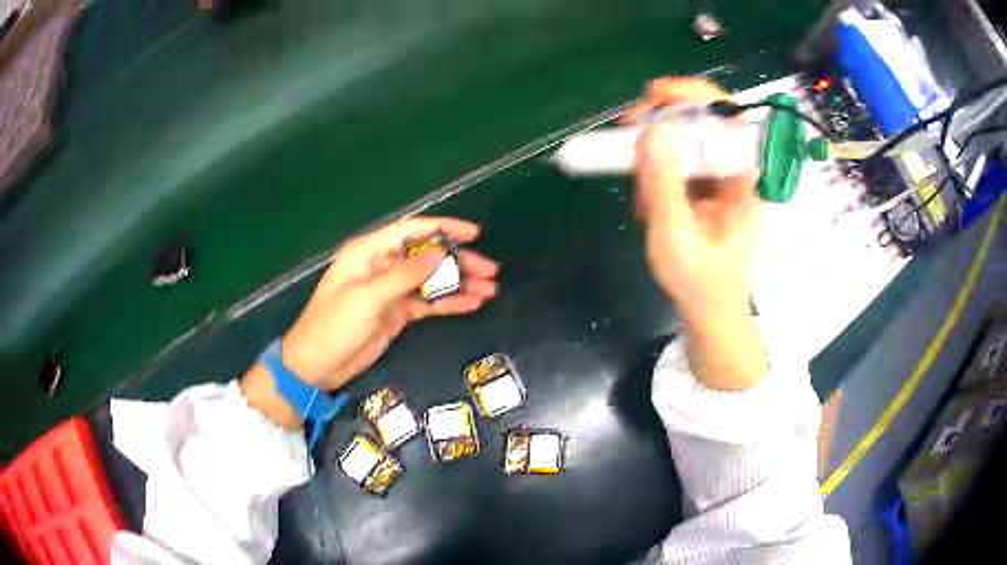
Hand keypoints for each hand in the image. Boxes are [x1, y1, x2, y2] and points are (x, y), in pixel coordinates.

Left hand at [242, 217, 498, 427]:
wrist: (316, 366)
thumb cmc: (334, 326)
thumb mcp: (368, 298)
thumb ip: (405, 275)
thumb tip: (440, 254)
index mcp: (369, 252)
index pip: (411, 230)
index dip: (444, 229)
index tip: (474, 234)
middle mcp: (382, 266)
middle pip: (427, 256)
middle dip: (459, 261)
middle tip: (491, 271)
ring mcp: (391, 291)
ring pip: (431, 280)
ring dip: (459, 284)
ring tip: (490, 289)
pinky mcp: (396, 313)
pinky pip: (427, 303)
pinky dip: (449, 303)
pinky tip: (472, 304)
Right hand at [629, 77, 766, 390]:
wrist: (711, 313)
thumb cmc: (700, 283)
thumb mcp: (675, 236)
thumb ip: (664, 184)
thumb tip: (650, 132)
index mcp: (747, 179)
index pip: (729, 116)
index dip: (694, 95)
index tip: (653, 94)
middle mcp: (739, 171)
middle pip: (705, 120)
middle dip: (663, 121)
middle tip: (627, 129)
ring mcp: (724, 179)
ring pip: (688, 142)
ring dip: (656, 156)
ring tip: (641, 195)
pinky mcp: (709, 189)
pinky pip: (682, 164)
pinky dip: (658, 175)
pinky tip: (648, 204)